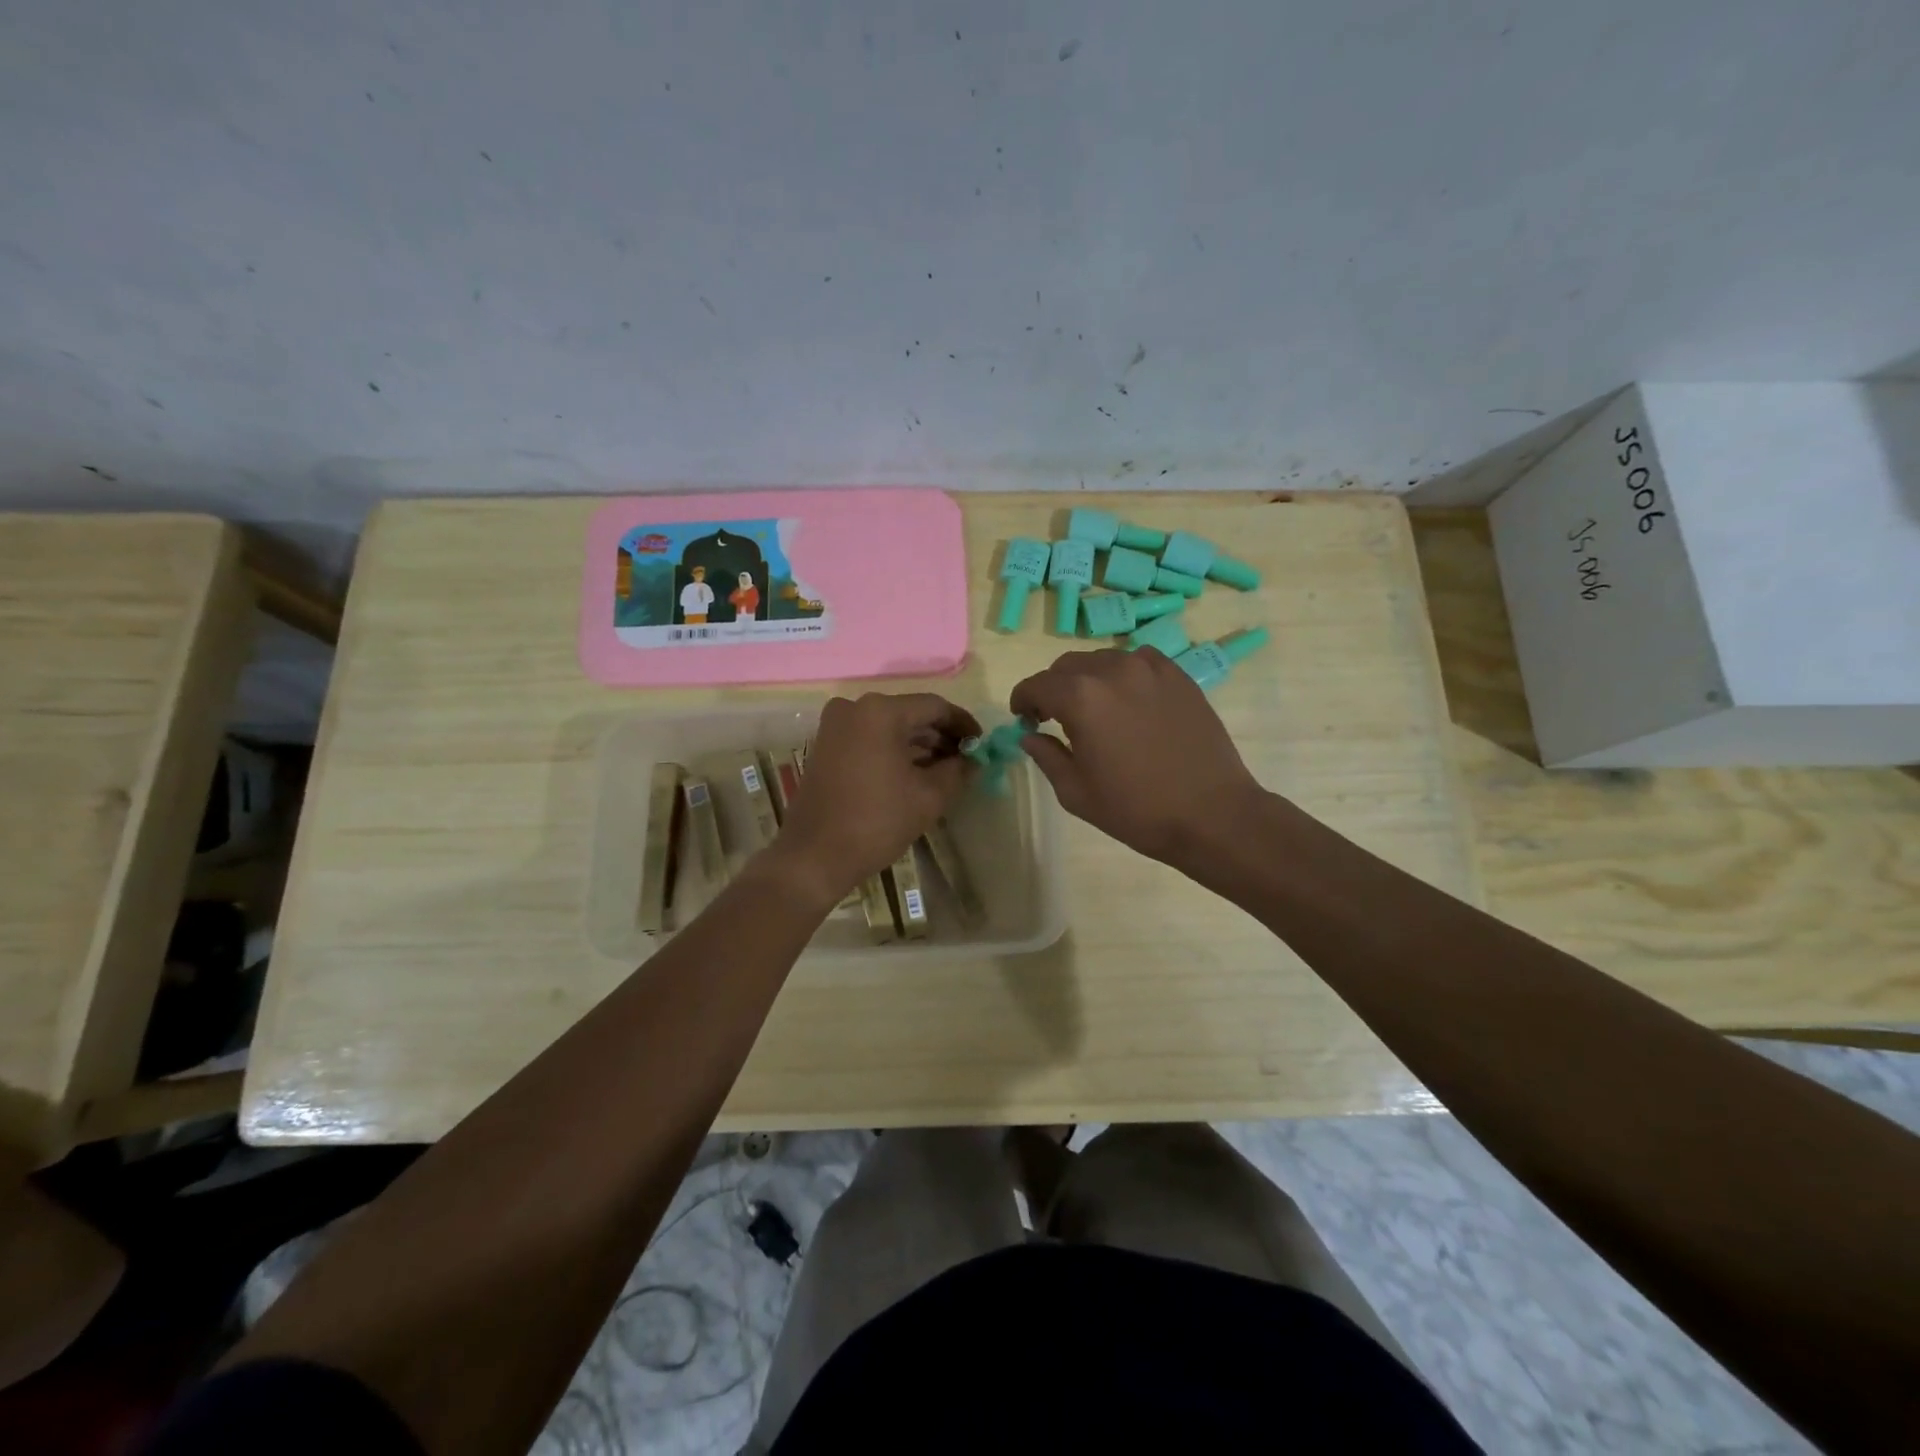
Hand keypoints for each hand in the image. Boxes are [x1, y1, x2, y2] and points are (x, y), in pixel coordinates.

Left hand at [769, 693, 980, 905]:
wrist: (814, 856)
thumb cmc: (876, 822)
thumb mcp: (928, 797)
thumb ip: (958, 771)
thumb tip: (975, 760)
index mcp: (880, 711)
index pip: (935, 707)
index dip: (963, 724)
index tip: (982, 745)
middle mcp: (854, 708)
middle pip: (911, 714)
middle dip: (941, 736)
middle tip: (967, 760)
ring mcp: (836, 726)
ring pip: (890, 728)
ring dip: (919, 746)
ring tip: (947, 771)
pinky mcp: (827, 746)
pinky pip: (870, 739)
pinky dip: (895, 752)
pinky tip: (916, 774)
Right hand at [1010, 647, 1263, 866]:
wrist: (1212, 814)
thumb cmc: (1137, 810)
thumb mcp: (1076, 793)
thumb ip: (1046, 756)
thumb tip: (1030, 735)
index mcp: (1081, 698)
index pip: (1036, 685)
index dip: (1022, 700)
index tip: (1024, 718)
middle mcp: (1112, 671)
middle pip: (1067, 666)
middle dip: (1053, 689)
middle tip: (1055, 718)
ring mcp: (1150, 668)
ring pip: (1103, 660)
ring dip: (1088, 679)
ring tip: (1095, 710)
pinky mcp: (1178, 675)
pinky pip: (1138, 661)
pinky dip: (1123, 675)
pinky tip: (1129, 702)